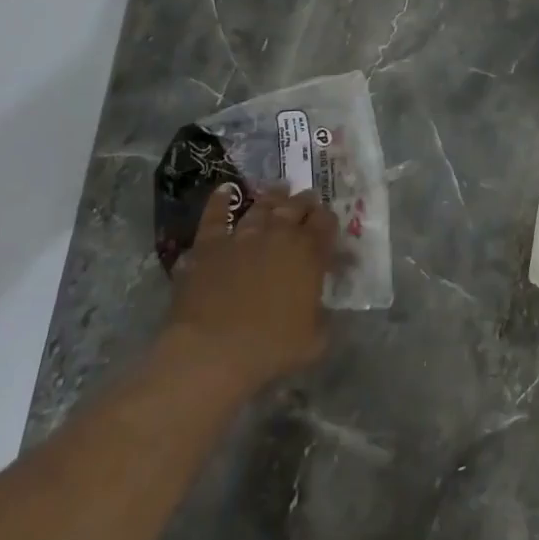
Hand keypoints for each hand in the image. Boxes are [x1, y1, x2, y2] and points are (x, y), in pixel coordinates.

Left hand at [165, 185, 336, 395]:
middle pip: (297, 206)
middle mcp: (279, 234)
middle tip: (308, 200)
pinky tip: (224, 190)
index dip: (329, 220)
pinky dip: (220, 201)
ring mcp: (242, 235)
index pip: (326, 222)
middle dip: (305, 202)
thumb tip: (323, 307)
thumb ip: (323, 315)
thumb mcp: (315, 338)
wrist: (212, 350)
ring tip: (279, 189)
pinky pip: (215, 216)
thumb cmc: (271, 348)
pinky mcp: (209, 245)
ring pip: (262, 205)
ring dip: (273, 196)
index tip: (329, 223)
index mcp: (310, 252)